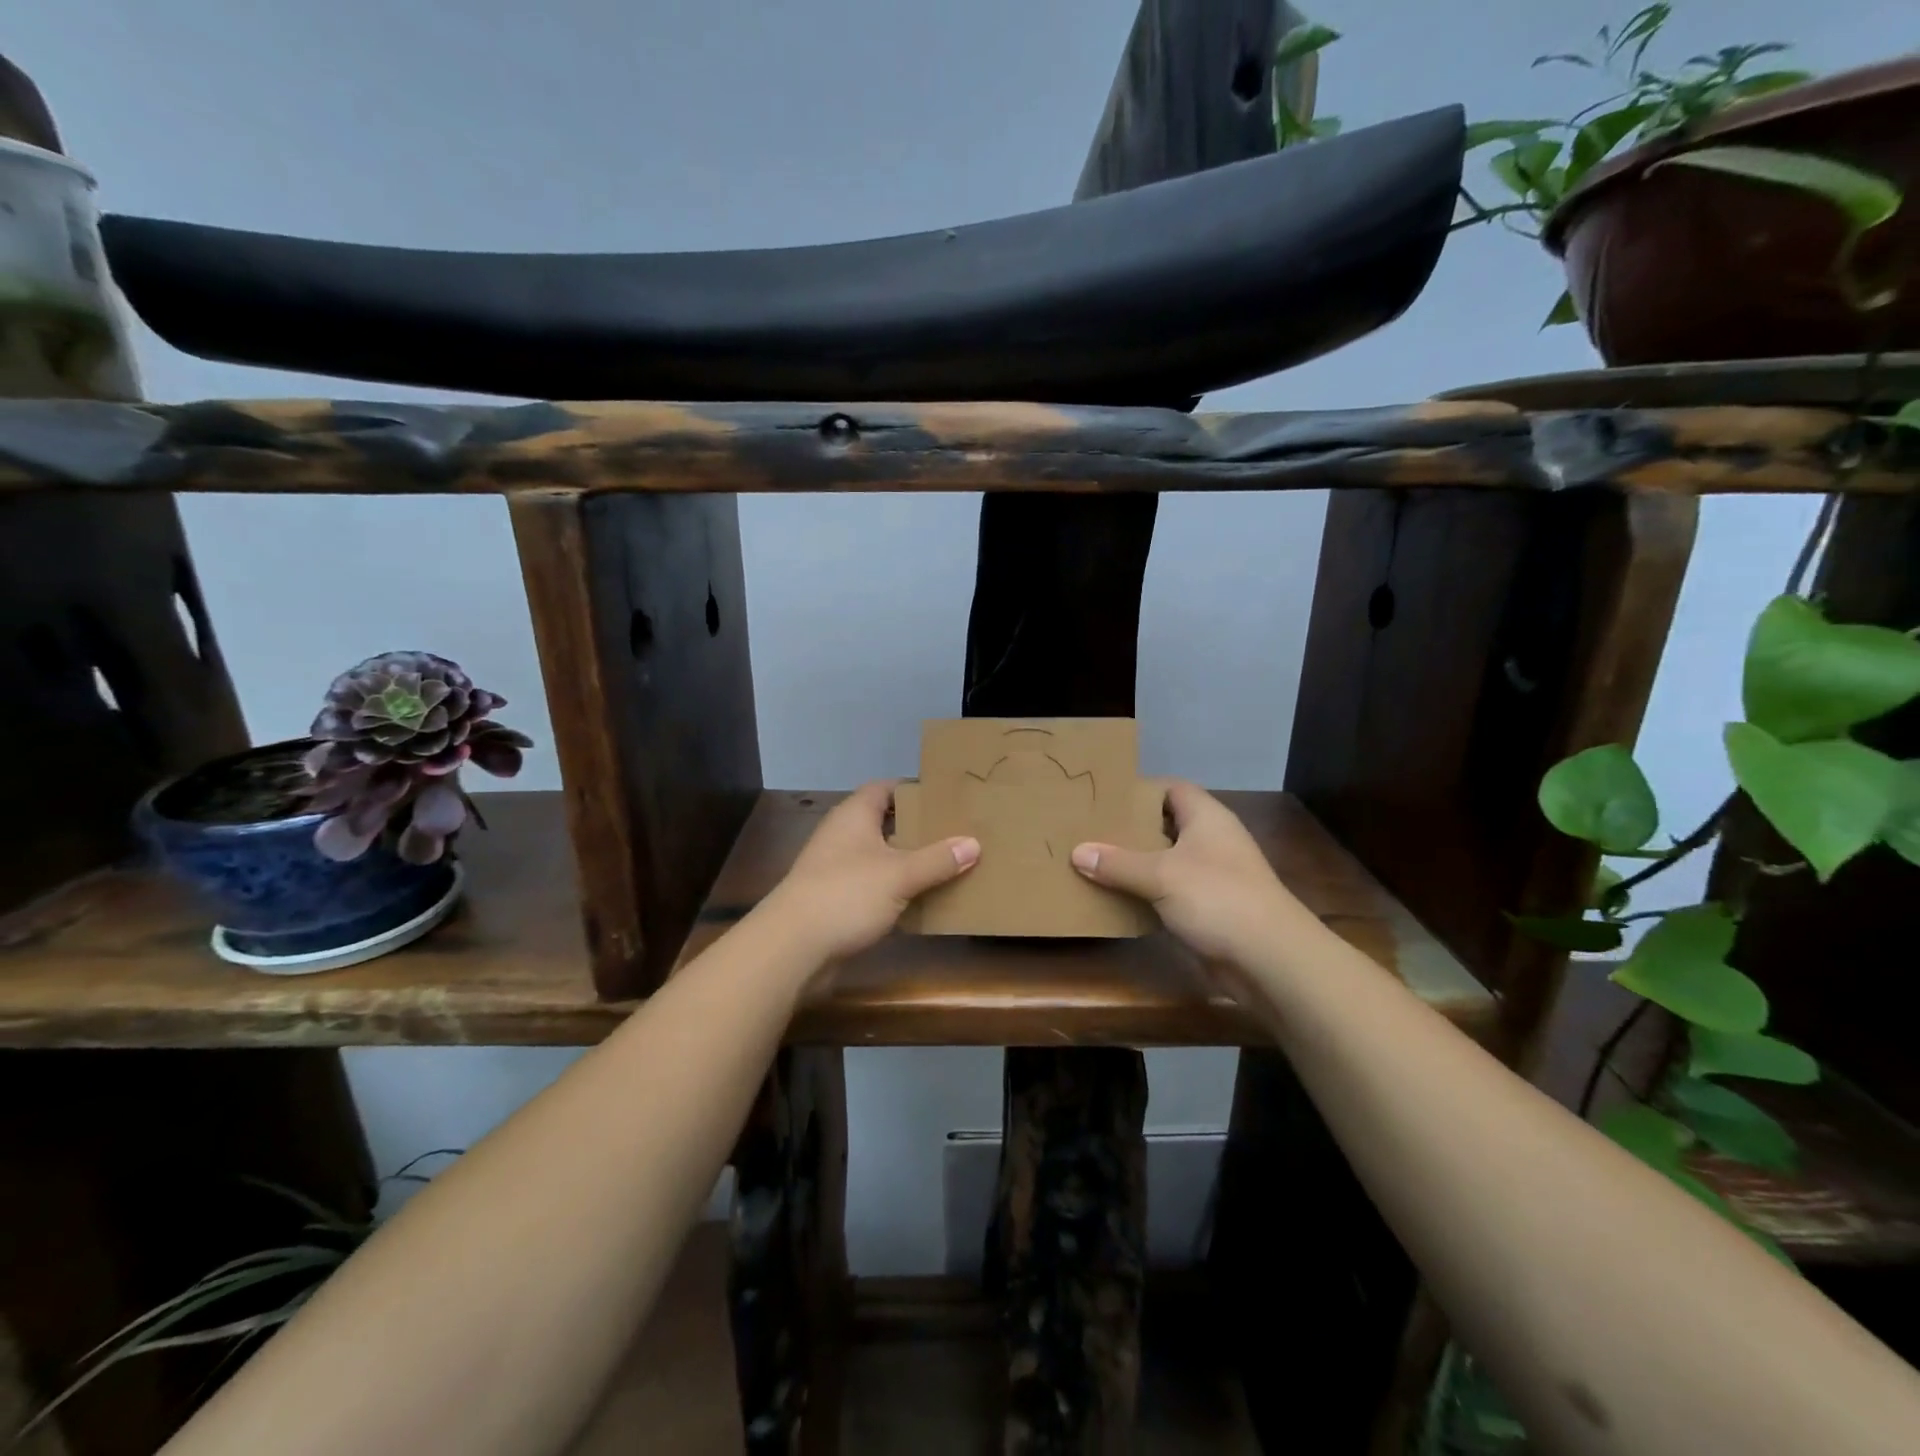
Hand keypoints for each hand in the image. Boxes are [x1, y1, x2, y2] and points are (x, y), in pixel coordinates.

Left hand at [760, 781, 979, 963]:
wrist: (792, 947)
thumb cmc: (846, 895)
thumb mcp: (900, 874)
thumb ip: (938, 859)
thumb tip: (974, 843)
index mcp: (854, 816)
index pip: (884, 788)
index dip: (912, 789)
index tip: (945, 797)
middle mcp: (843, 835)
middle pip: (884, 823)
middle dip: (917, 828)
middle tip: (955, 832)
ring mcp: (836, 869)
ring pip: (880, 857)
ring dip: (908, 862)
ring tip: (948, 865)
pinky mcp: (836, 900)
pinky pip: (873, 886)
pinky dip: (895, 890)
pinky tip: (922, 901)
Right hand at [1071, 781, 1306, 966]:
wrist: (1269, 958)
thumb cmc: (1217, 898)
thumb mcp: (1161, 875)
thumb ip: (1118, 863)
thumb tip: (1078, 851)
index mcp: (1206, 818)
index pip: (1171, 789)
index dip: (1140, 790)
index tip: (1104, 798)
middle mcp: (1211, 841)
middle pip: (1165, 825)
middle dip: (1130, 829)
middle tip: (1089, 831)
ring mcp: (1212, 876)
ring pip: (1166, 861)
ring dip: (1136, 865)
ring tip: (1094, 862)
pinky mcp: (1209, 909)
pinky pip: (1170, 893)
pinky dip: (1147, 894)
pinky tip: (1116, 898)